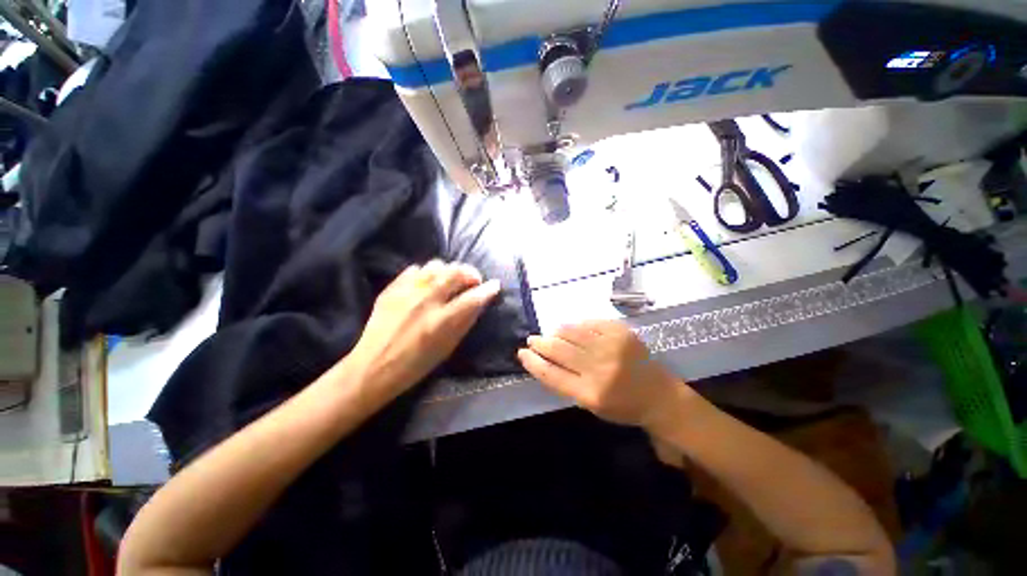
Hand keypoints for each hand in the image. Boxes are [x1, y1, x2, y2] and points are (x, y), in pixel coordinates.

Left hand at [346, 260, 500, 407]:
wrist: (373, 367)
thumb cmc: (416, 364)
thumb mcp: (447, 348)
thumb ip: (465, 322)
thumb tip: (480, 302)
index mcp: (441, 321)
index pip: (472, 297)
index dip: (488, 289)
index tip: (495, 285)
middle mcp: (425, 301)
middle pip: (455, 272)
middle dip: (470, 273)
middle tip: (474, 280)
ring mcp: (406, 291)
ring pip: (436, 265)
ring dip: (449, 270)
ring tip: (450, 280)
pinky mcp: (392, 288)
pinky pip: (415, 269)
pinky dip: (427, 273)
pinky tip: (427, 283)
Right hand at [518, 320, 689, 428]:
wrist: (660, 396)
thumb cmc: (622, 406)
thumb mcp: (591, 405)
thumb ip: (566, 384)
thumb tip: (545, 359)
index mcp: (590, 394)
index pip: (551, 375)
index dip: (533, 363)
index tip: (522, 354)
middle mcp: (599, 369)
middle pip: (559, 351)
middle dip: (540, 343)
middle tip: (532, 340)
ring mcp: (612, 347)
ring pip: (572, 333)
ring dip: (556, 332)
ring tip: (550, 333)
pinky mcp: (621, 332)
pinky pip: (590, 323)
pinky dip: (576, 325)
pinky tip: (571, 328)